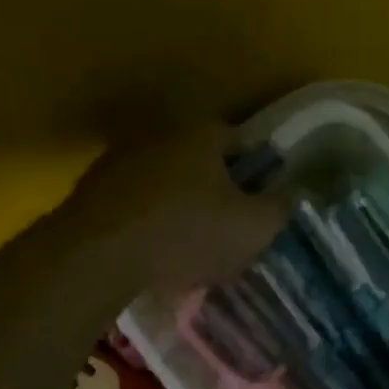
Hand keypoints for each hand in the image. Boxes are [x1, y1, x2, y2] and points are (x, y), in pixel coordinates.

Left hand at [54, 124, 287, 294]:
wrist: (99, 255)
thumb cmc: (187, 234)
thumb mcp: (253, 228)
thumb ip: (281, 207)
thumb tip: (296, 191)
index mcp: (202, 133)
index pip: (241, 139)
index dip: (257, 170)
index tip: (262, 200)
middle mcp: (159, 134)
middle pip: (200, 159)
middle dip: (216, 187)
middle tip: (229, 223)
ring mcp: (120, 159)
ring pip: (165, 180)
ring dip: (179, 203)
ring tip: (191, 242)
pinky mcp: (92, 190)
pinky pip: (135, 202)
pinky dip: (148, 219)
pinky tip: (155, 249)